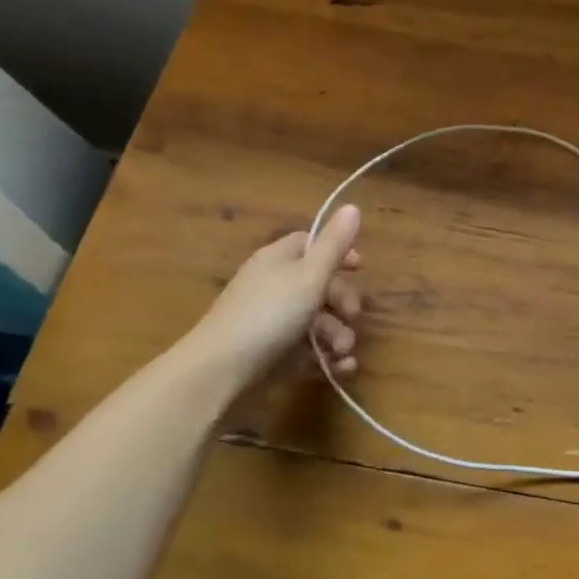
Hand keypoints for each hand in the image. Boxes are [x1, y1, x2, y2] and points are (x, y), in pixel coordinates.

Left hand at [177, 205, 364, 382]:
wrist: (218, 371)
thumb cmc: (269, 314)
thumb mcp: (310, 275)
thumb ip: (334, 244)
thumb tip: (352, 206)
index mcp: (279, 259)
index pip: (311, 244)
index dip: (338, 253)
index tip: (360, 268)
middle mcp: (272, 284)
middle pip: (317, 284)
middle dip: (343, 302)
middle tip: (354, 317)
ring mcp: (268, 320)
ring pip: (314, 320)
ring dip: (337, 334)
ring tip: (344, 352)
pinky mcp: (267, 352)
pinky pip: (304, 349)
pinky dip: (324, 357)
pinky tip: (340, 369)